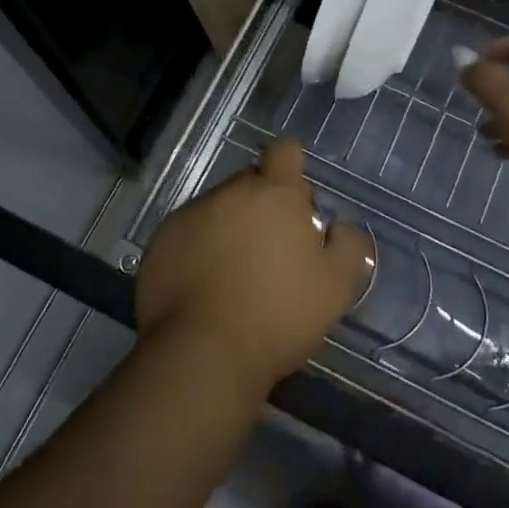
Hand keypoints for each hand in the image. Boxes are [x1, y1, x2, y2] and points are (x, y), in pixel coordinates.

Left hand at [135, 139, 370, 399]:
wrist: (201, 356)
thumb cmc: (277, 315)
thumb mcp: (335, 287)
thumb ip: (348, 246)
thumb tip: (340, 227)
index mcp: (274, 193)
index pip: (285, 151)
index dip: (292, 169)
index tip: (297, 201)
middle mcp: (229, 192)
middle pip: (250, 183)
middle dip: (262, 206)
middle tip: (273, 252)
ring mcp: (189, 216)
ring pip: (218, 210)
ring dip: (229, 229)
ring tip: (235, 275)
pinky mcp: (160, 244)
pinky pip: (187, 235)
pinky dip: (198, 251)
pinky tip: (204, 289)